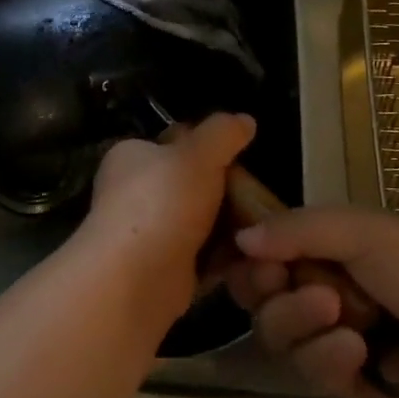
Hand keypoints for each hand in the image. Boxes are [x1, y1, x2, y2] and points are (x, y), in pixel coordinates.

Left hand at [79, 113, 255, 309]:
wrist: (136, 277)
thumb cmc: (162, 201)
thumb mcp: (198, 154)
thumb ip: (223, 133)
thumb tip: (245, 120)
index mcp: (132, 156)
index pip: (174, 142)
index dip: (210, 147)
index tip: (244, 158)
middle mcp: (134, 192)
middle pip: (192, 184)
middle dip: (227, 192)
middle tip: (261, 197)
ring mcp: (149, 233)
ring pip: (201, 223)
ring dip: (231, 228)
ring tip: (266, 227)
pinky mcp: (165, 271)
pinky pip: (204, 258)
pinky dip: (227, 259)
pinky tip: (255, 257)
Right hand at [225, 207, 398, 397]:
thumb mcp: (365, 232)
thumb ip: (298, 230)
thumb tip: (240, 237)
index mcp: (327, 244)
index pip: (263, 246)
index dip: (249, 253)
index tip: (253, 257)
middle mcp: (319, 285)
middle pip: (257, 291)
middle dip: (267, 289)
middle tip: (282, 283)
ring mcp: (329, 334)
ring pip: (275, 331)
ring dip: (299, 321)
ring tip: (339, 318)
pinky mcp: (342, 381)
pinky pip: (306, 371)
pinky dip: (327, 359)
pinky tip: (357, 354)